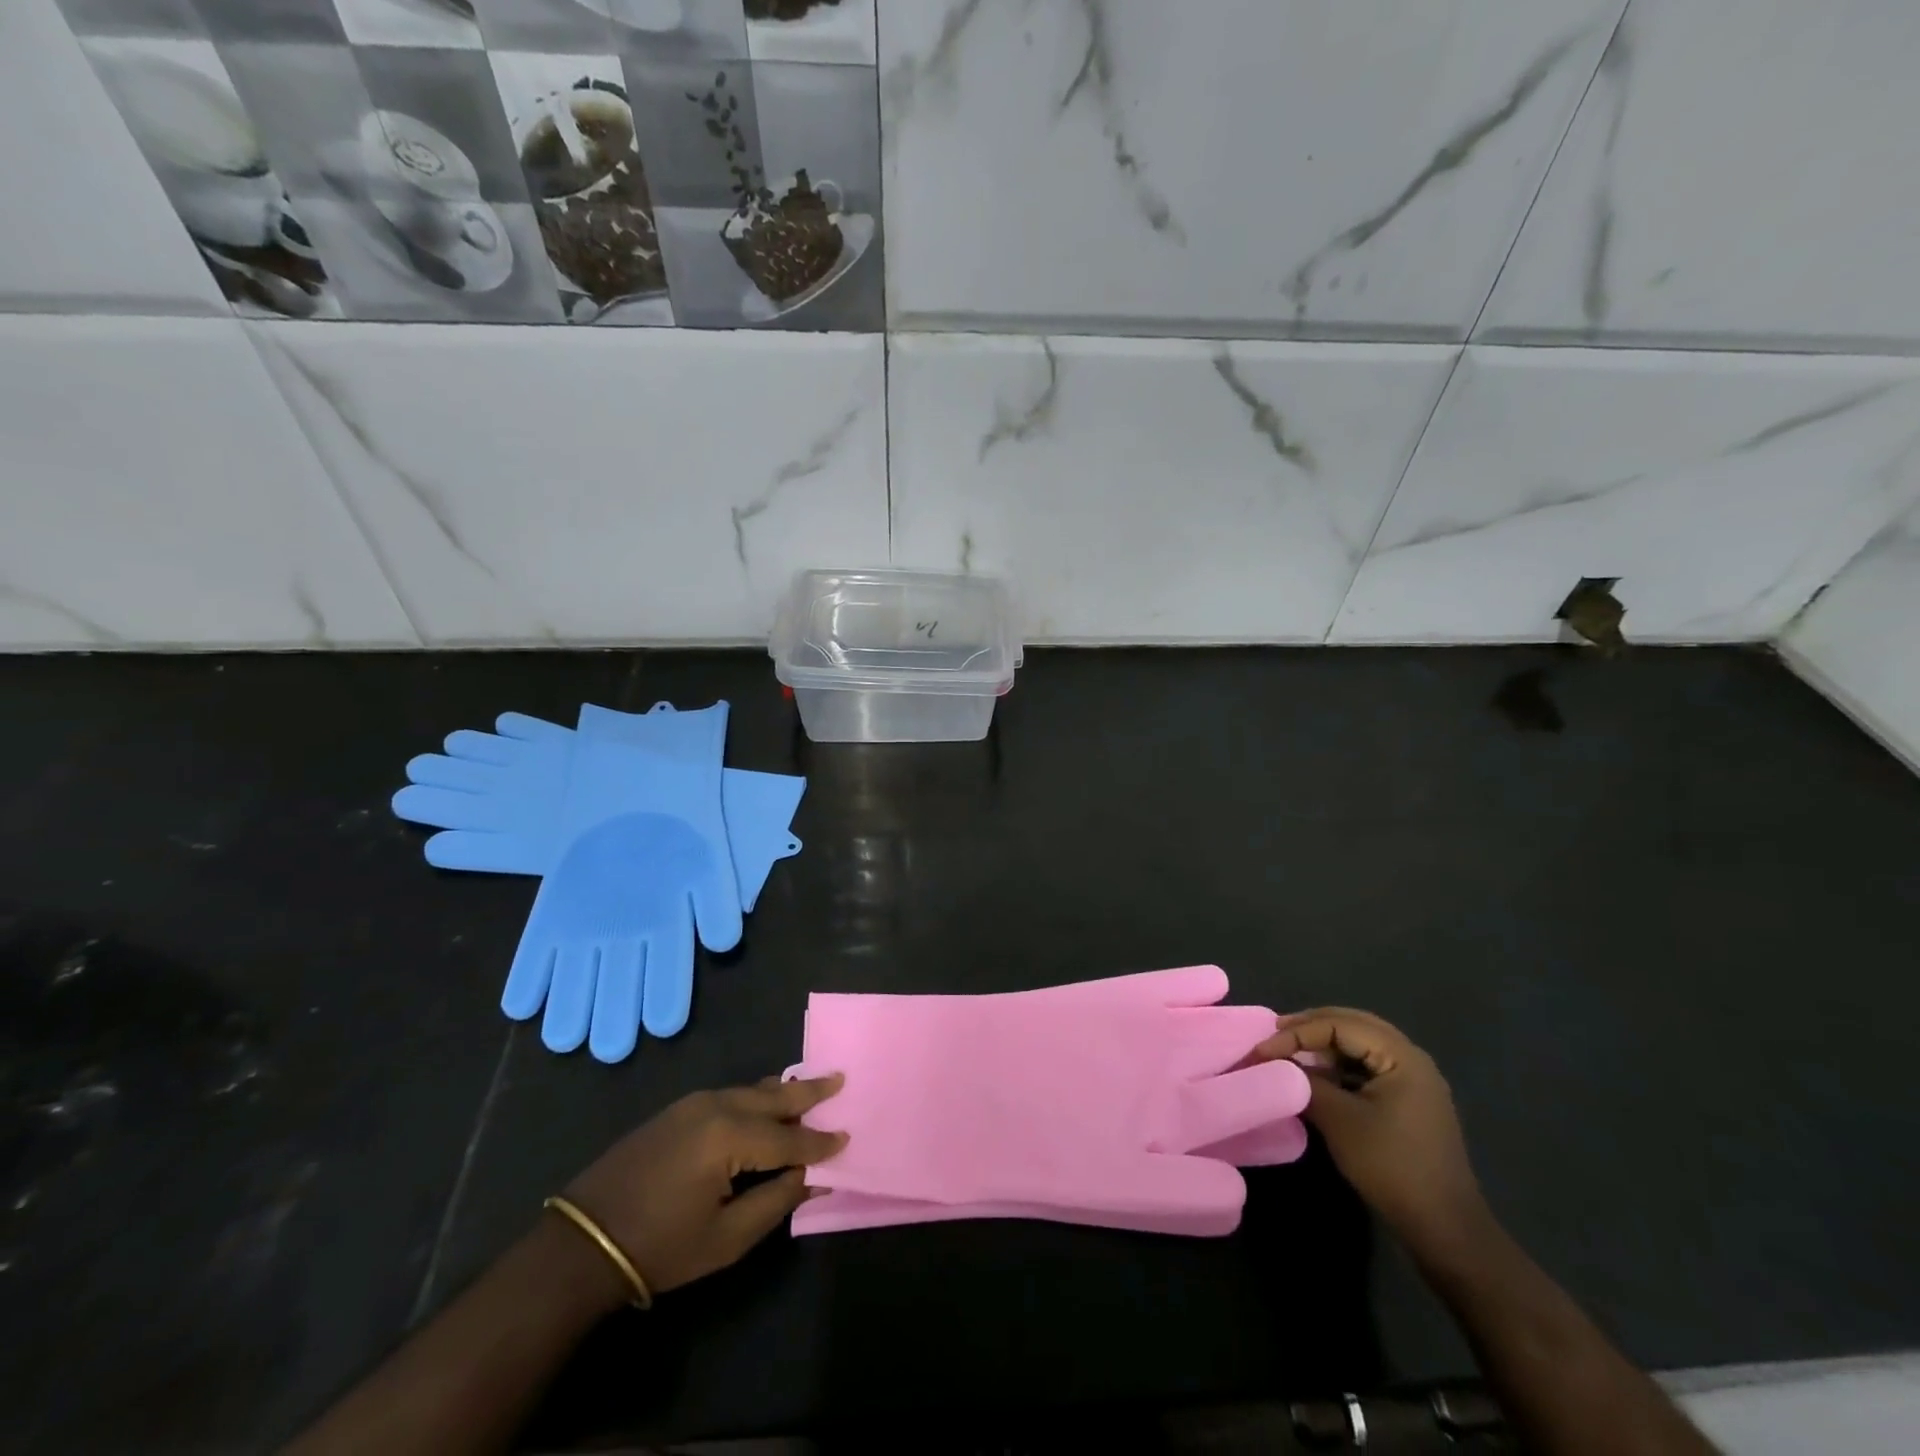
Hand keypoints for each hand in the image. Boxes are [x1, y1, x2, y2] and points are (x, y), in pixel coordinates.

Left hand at [561, 1073, 846, 1299]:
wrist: (583, 1242)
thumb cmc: (661, 1246)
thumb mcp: (726, 1237)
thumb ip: (777, 1201)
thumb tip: (814, 1178)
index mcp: (729, 1136)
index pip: (789, 1137)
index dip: (819, 1142)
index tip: (846, 1139)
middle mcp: (716, 1106)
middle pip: (774, 1095)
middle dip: (809, 1091)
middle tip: (840, 1079)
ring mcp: (694, 1103)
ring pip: (752, 1090)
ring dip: (783, 1091)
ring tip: (812, 1086)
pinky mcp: (678, 1110)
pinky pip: (731, 1094)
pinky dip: (757, 1096)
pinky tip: (767, 1100)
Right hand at [1253, 1009, 1486, 1257]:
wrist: (1444, 1229)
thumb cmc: (1391, 1166)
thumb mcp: (1339, 1120)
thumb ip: (1305, 1082)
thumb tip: (1276, 1063)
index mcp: (1401, 1056)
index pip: (1339, 1025)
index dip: (1297, 1033)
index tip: (1263, 1050)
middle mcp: (1412, 1059)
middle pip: (1353, 1024)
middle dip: (1311, 1026)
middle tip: (1275, 1033)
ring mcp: (1414, 1080)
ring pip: (1361, 1044)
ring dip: (1325, 1044)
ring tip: (1291, 1051)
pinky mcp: (1410, 1100)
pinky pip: (1369, 1065)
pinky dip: (1340, 1063)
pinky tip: (1318, 1075)